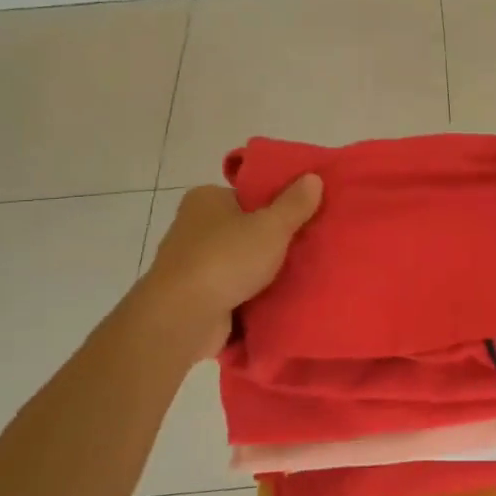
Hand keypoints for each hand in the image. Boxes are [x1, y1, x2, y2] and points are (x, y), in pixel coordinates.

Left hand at [144, 176, 322, 355]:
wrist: (182, 317)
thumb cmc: (226, 259)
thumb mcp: (271, 226)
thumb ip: (294, 204)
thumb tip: (313, 177)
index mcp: (206, 199)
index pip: (248, 195)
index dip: (277, 205)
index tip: (303, 219)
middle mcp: (194, 226)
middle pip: (245, 228)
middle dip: (272, 241)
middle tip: (308, 248)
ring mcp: (192, 263)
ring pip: (240, 261)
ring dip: (263, 271)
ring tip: (300, 275)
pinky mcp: (195, 295)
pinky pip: (232, 288)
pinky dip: (251, 294)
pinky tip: (278, 299)